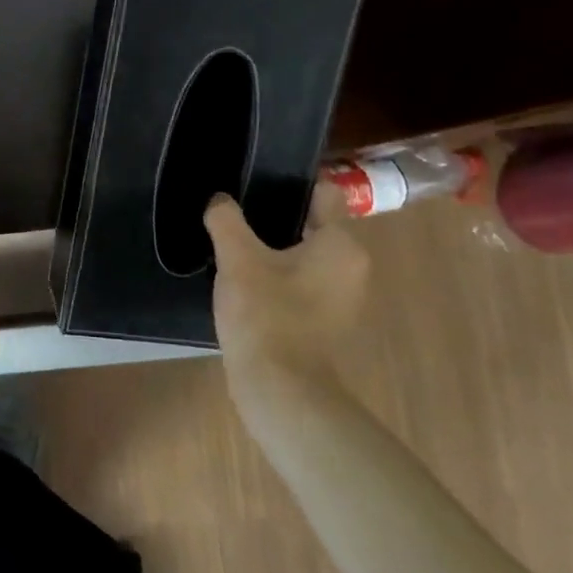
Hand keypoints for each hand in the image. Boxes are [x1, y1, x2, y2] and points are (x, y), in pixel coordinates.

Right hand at [204, 182, 368, 410]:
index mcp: (341, 245)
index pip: (324, 195)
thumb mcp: (237, 259)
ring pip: (306, 257)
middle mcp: (353, 268)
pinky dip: (278, 279)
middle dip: (276, 220)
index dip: (290, 185)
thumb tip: (219, 200)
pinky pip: (301, 285)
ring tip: (234, 248)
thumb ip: (226, 221)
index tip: (255, 183)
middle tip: (236, 217)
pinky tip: (245, 284)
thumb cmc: (266, 314)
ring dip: (275, 251)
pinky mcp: (326, 324)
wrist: (280, 388)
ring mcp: (342, 299)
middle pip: (313, 226)